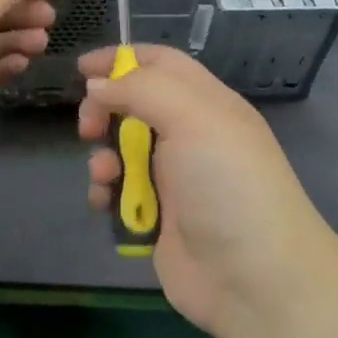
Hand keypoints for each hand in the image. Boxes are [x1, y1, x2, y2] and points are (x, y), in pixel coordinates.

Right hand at [78, 45, 333, 337]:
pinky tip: (104, 202)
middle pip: (135, 104)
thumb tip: (97, 85)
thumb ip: (140, 89)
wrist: (254, 279)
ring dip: (103, 156)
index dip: (122, 59)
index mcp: (207, 103)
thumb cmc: (226, 184)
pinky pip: (120, 192)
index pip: (162, 63)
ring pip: (122, 150)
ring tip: (105, 175)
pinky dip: (106, 193)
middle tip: (88, 127)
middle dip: (105, 110)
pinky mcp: (158, 218)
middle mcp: (191, 135)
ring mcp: (174, 178)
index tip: (82, 68)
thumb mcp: (192, 117)